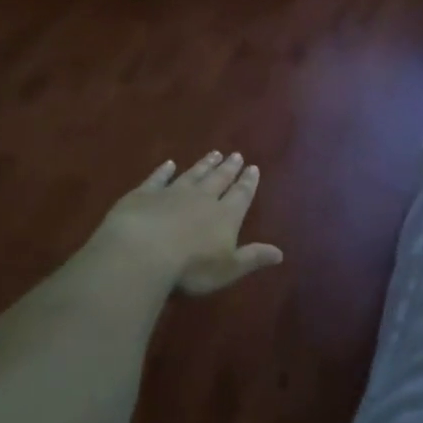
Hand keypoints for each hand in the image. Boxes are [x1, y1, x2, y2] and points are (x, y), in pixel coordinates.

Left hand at [95, 152, 284, 296]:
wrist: (143, 251)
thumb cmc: (191, 267)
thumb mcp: (228, 269)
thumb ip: (253, 258)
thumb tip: (280, 253)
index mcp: (225, 215)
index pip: (241, 195)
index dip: (248, 182)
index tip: (253, 168)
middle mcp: (202, 198)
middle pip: (219, 179)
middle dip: (229, 168)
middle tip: (236, 155)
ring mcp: (172, 193)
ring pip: (193, 174)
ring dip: (204, 165)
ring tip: (214, 153)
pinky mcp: (145, 194)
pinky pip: (158, 178)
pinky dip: (164, 170)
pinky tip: (169, 163)